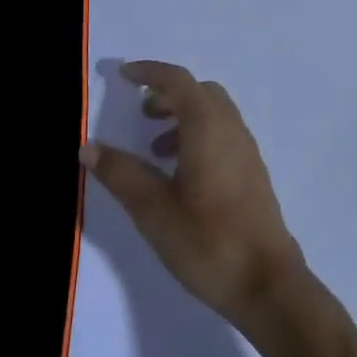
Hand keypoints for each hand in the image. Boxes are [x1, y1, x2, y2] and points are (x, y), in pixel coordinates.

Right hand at [81, 62, 308, 335]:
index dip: (149, 72)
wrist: (267, 284)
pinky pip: (224, 136)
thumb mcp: (153, 209)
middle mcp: (232, 130)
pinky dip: (199, 137)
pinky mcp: (253, 174)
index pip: (178, 81)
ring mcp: (247, 152)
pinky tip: (181, 176)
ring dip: (183, 118)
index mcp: (208, 128)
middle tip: (140, 114)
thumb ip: (121, 173)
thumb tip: (88, 146)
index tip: (123, 75)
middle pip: (200, 92)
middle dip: (168, 94)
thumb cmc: (207, 241)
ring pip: (214, 115)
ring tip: (155, 150)